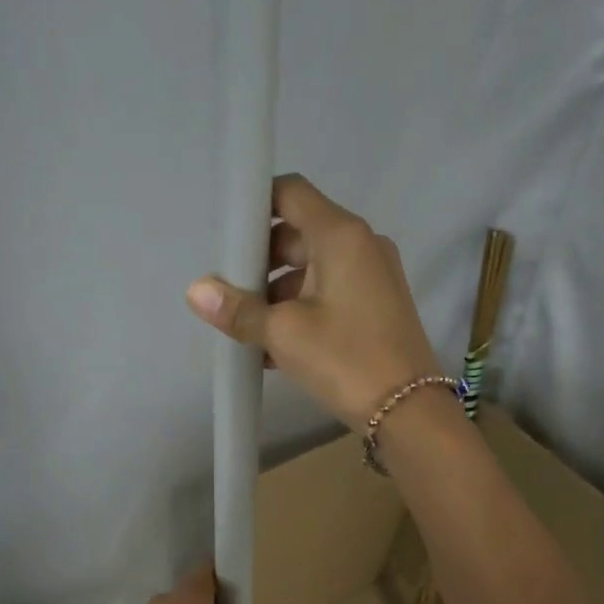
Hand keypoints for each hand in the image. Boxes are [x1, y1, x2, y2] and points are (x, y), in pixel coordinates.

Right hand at [186, 174, 440, 426]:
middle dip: (262, 261)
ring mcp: (374, 276)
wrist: (408, 411)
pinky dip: (302, 310)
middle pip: (299, 234)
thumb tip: (195, 291)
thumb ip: (239, 309)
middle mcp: (362, 245)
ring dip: (278, 293)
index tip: (228, 236)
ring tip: (248, 329)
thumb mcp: (284, 334)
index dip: (256, 205)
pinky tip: (274, 348)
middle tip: (231, 292)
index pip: (291, 193)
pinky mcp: (378, 306)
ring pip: (314, 269)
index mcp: (341, 235)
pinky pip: (331, 294)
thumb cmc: (344, 360)